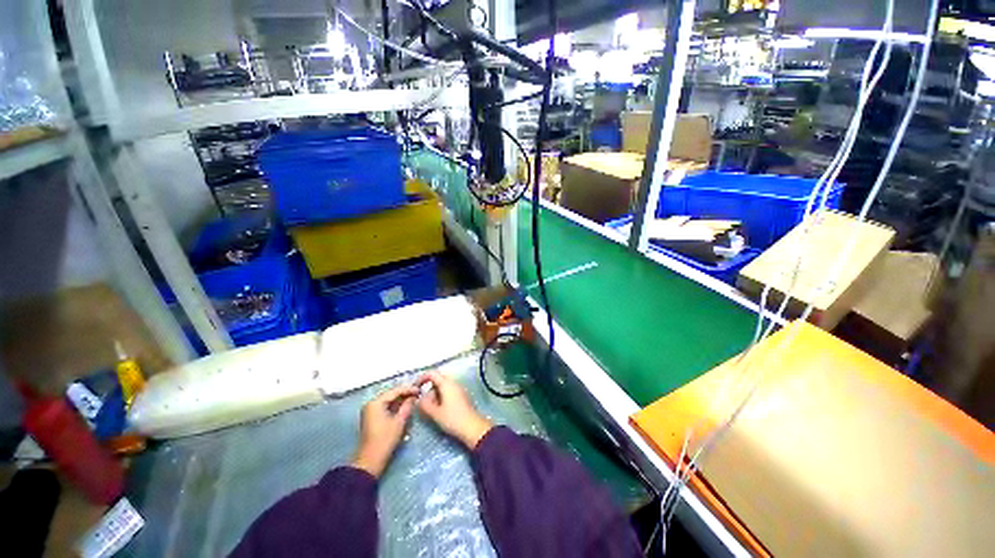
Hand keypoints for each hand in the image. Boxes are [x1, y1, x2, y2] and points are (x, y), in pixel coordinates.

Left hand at [352, 385, 418, 477]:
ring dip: (400, 399)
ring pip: (388, 400)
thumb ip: (407, 406)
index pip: (394, 391)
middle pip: (390, 394)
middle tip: (418, 393)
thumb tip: (414, 397)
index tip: (420, 389)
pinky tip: (405, 405)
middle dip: (404, 393)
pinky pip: (385, 406)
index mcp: (375, 403)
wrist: (370, 460)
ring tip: (414, 398)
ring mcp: (370, 410)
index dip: (408, 389)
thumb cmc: (385, 440)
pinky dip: (395, 405)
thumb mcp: (399, 421)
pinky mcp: (372, 417)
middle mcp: (371, 403)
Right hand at [416, 372, 492, 449]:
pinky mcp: (461, 396)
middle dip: (429, 389)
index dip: (422, 378)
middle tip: (424, 402)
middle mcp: (454, 383)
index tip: (415, 387)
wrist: (472, 427)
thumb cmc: (453, 419)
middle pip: (438, 380)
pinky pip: (448, 391)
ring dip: (435, 394)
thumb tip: (418, 399)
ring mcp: (459, 389)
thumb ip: (424, 404)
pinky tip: (440, 410)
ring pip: (443, 387)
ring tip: (432, 409)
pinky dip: (441, 397)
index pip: (432, 373)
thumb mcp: (435, 413)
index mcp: (447, 384)